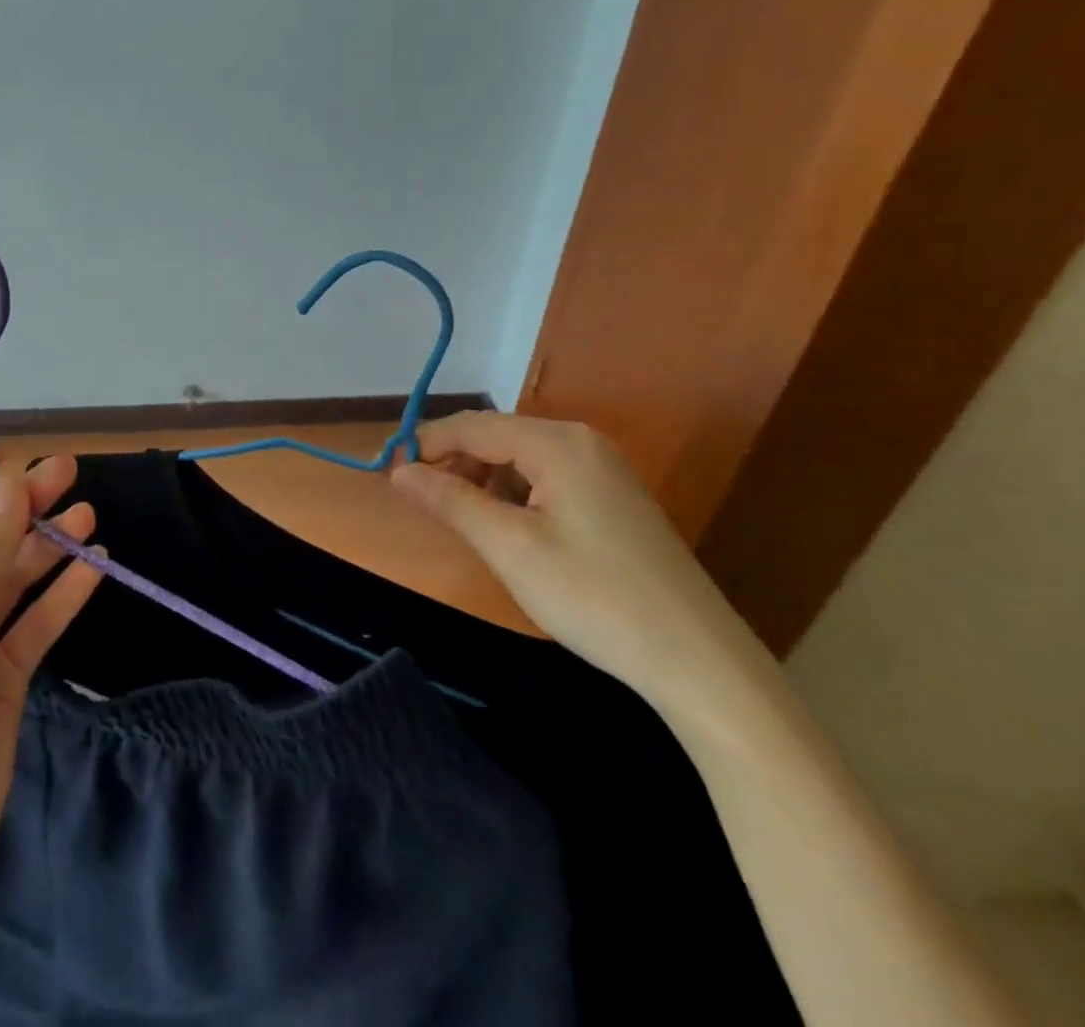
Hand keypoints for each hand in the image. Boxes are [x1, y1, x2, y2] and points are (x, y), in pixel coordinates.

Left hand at [0, 457, 102, 864]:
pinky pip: (37, 620)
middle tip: (69, 472)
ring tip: (88, 513)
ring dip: (48, 545)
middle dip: (22, 508)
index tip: (16, 462)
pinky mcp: (2, 674)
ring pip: (13, 577)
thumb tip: (12, 483)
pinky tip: (95, 564)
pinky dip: (64, 591)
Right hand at [390, 412, 773, 717]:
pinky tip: (509, 532)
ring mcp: (603, 469)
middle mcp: (582, 441)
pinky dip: (515, 496)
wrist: (696, 659)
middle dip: (455, 464)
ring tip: (464, 523)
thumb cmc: (593, 596)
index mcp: (557, 442)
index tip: (388, 473)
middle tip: (424, 505)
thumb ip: (450, 501)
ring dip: (483, 482)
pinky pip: (546, 479)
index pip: (474, 425)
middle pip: (498, 437)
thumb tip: (398, 471)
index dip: (426, 444)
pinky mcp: (613, 499)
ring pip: (521, 460)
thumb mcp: (509, 547)